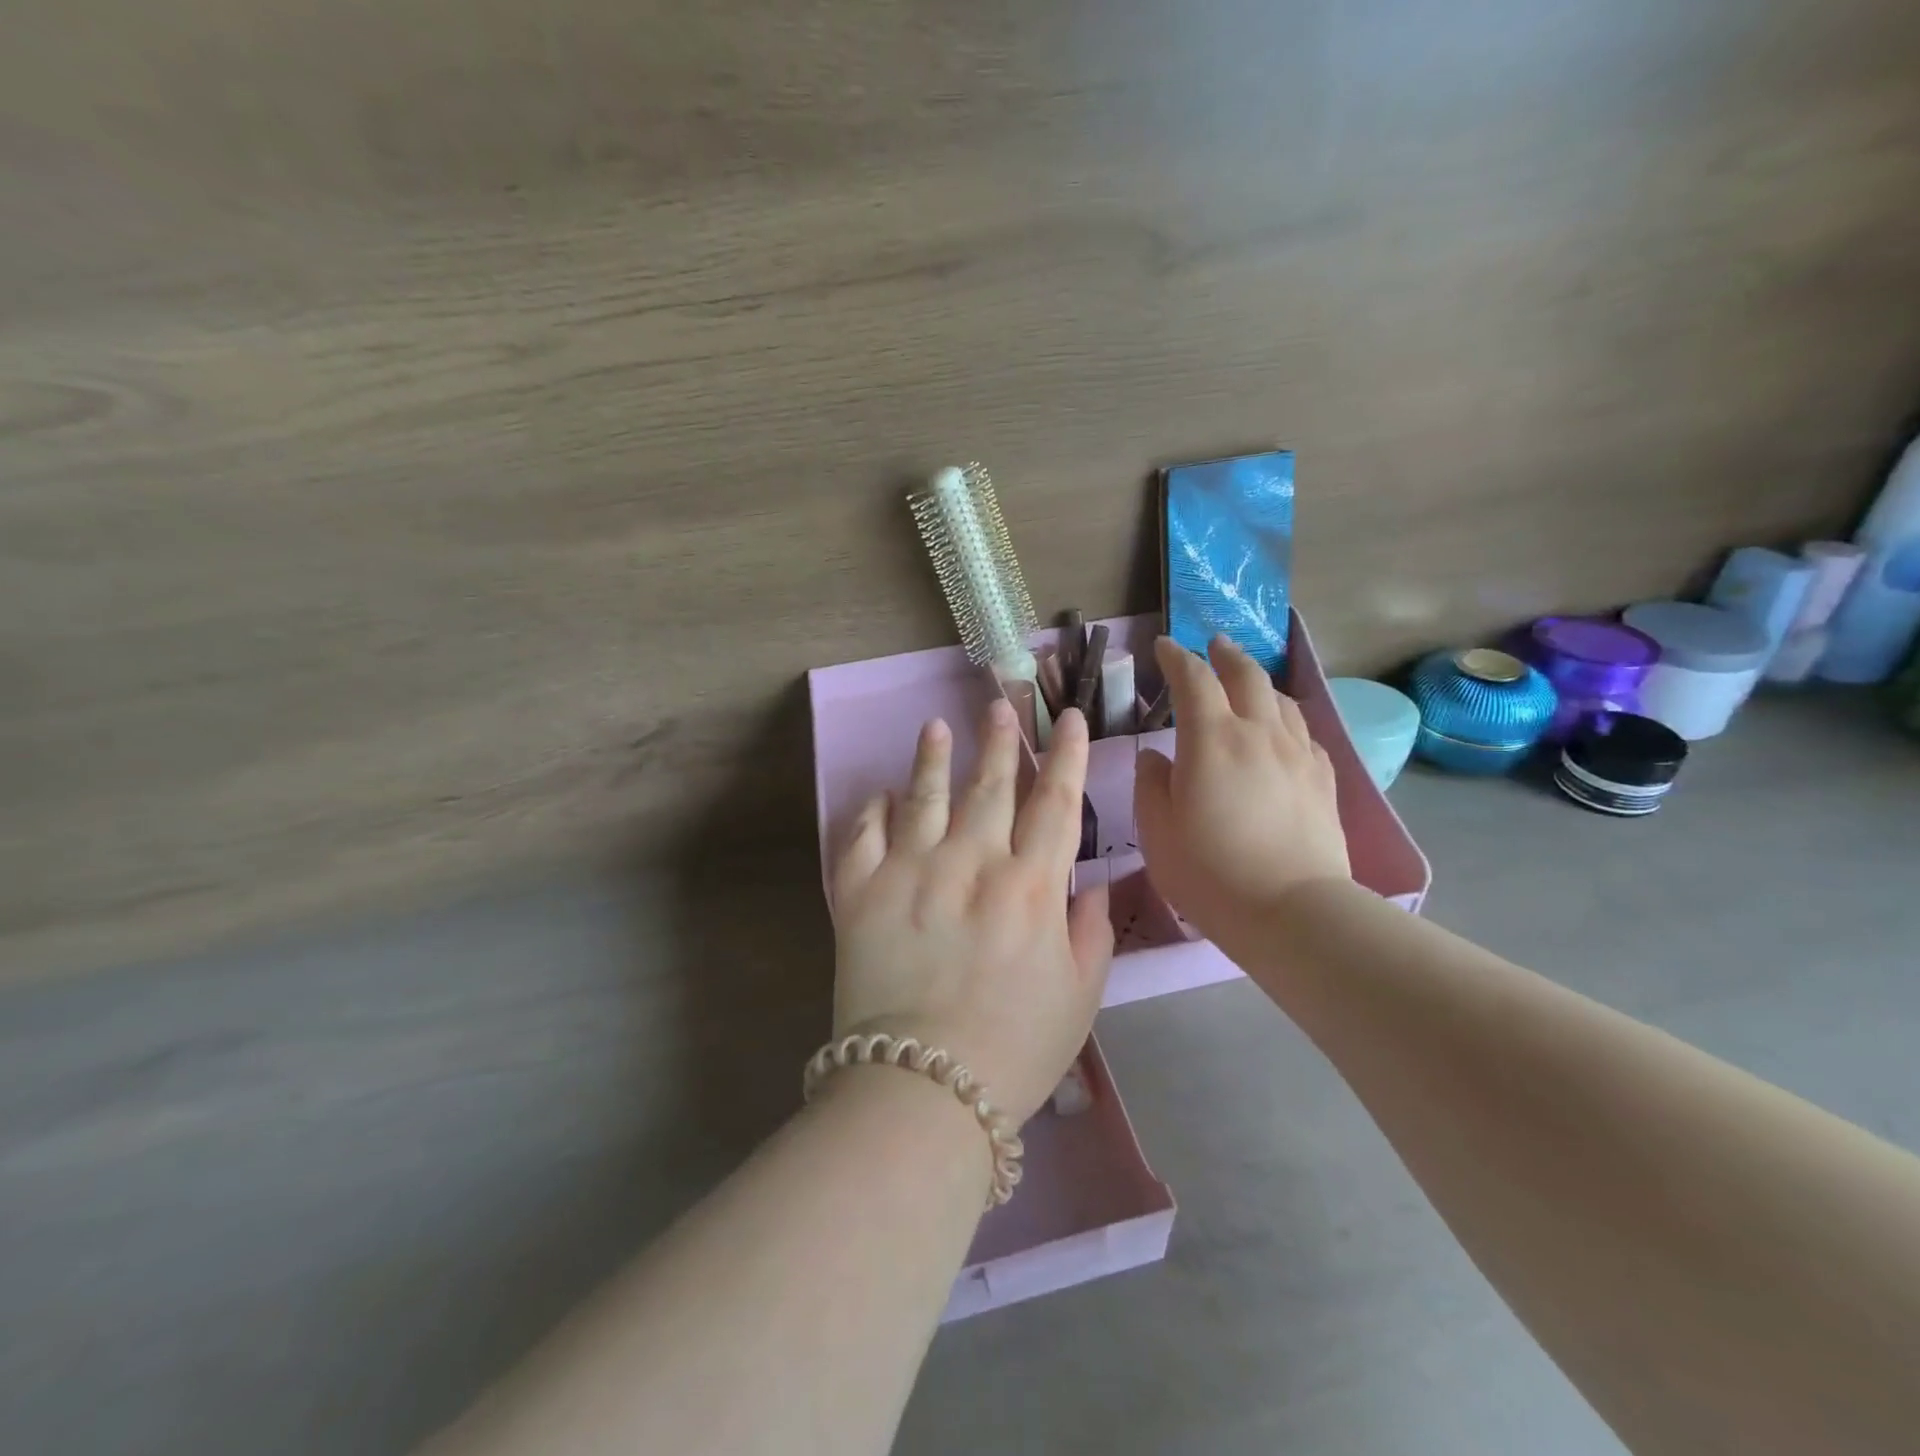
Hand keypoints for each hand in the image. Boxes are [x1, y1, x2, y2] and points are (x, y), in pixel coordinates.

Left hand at [829, 699, 1114, 1125]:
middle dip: (998, 742)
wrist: (923, 1090)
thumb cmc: (1015, 1049)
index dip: (1066, 756)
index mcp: (1030, 887)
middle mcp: (972, 863)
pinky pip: (863, 835)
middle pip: (990, 786)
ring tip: (936, 727)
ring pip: (924, 796)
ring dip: (932, 758)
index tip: (1067, 720)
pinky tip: (882, 794)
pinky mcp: (859, 892)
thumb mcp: (1080, 997)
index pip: (1056, 803)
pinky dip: (873, 809)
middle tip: (999, 706)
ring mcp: (911, 872)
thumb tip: (1092, 885)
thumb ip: (1091, 933)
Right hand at [1134, 636, 1349, 944]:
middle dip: (1226, 655)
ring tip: (1249, 685)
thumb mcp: (1157, 830)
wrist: (1292, 912)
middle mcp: (1259, 733)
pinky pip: (1305, 735)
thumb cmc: (1210, 872)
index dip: (1176, 657)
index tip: (1163, 647)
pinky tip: (1283, 734)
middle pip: (1247, 675)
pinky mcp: (1324, 781)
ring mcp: (1298, 755)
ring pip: (1282, 701)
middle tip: (1214, 645)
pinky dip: (1287, 722)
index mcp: (1211, 738)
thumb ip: (1151, 784)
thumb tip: (1156, 757)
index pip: (1193, 679)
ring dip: (1261, 684)